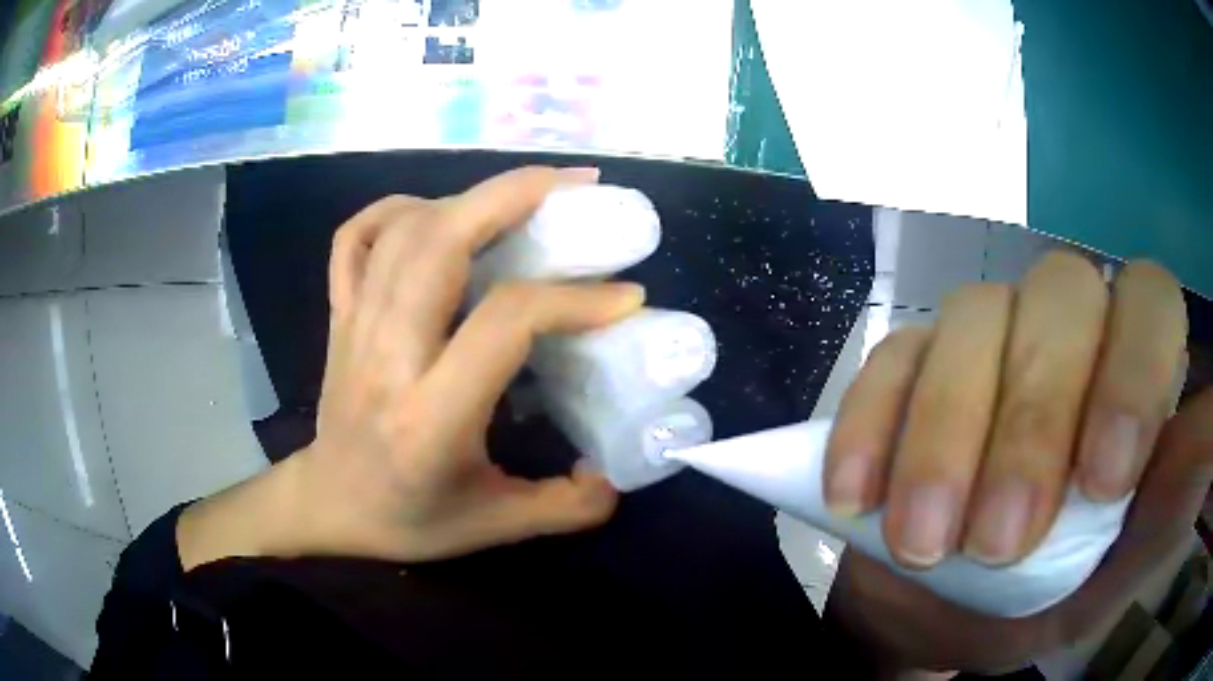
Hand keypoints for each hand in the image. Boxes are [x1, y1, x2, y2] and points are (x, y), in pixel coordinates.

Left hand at [179, 167, 641, 568]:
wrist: (329, 505)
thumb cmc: (407, 518)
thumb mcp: (494, 528)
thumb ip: (566, 507)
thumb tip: (616, 473)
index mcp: (431, 415)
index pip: (504, 320)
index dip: (571, 298)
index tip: (623, 295)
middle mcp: (388, 355)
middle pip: (441, 241)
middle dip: (514, 196)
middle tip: (576, 186)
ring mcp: (355, 325)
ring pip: (404, 230)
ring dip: (470, 196)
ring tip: (526, 194)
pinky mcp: (340, 314)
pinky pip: (356, 239)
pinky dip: (395, 209)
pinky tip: (434, 212)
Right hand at [822, 253, 1209, 671]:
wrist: (952, 615)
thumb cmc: (1053, 594)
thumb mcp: (1121, 568)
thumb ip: (1175, 498)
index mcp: (1129, 370)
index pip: (1148, 302)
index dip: (1133, 371)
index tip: (1101, 482)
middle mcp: (1067, 331)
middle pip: (1057, 299)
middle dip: (1032, 422)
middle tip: (999, 540)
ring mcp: (984, 339)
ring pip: (970, 323)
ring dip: (945, 438)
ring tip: (922, 543)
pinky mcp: (910, 367)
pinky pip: (889, 364)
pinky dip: (871, 428)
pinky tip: (856, 497)